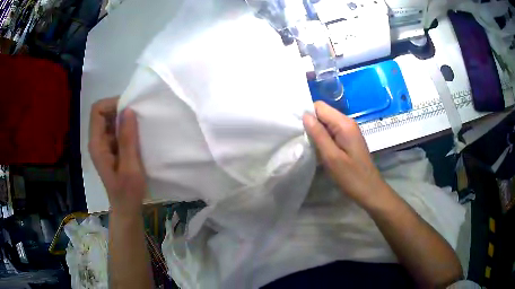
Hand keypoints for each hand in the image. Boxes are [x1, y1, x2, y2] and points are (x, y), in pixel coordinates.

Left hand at [88, 97, 146, 214]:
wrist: (127, 208)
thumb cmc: (128, 192)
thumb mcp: (130, 167)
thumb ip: (127, 139)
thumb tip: (128, 110)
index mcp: (97, 144)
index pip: (97, 110)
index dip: (112, 104)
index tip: (129, 110)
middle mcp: (97, 141)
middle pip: (103, 113)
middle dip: (120, 110)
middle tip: (137, 117)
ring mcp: (104, 146)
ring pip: (111, 121)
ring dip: (124, 119)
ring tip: (140, 126)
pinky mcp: (111, 150)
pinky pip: (116, 131)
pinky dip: (127, 128)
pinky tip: (138, 136)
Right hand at [303, 101, 387, 206]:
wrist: (370, 191)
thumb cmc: (351, 176)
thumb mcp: (332, 157)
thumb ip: (319, 134)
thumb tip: (305, 115)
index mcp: (344, 124)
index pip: (319, 106)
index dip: (307, 114)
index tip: (297, 128)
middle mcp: (347, 122)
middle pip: (323, 112)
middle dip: (310, 122)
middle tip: (301, 139)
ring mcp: (348, 130)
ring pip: (326, 122)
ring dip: (316, 131)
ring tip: (308, 144)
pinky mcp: (348, 139)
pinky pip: (331, 131)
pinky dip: (323, 137)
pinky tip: (318, 148)